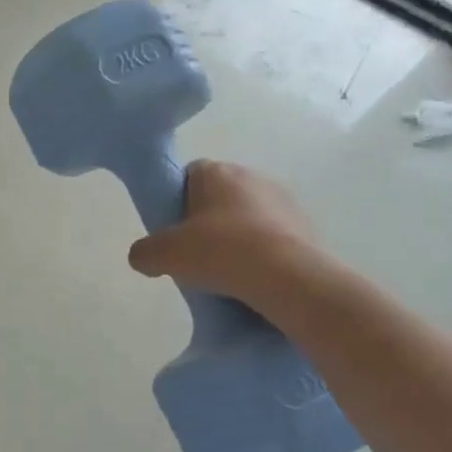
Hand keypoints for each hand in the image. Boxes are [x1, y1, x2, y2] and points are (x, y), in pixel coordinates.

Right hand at [127, 160, 327, 309]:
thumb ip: (144, 253)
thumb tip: (143, 257)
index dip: (177, 200)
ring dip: (238, 237)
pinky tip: (254, 279)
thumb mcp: (164, 256)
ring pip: (249, 216)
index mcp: (217, 172)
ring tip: (227, 272)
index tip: (173, 230)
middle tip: (196, 254)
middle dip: (207, 221)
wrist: (289, 278)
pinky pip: (274, 237)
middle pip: (219, 196)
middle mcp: (252, 176)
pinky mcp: (308, 226)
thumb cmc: (220, 252)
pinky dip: (263, 253)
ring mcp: (285, 200)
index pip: (189, 174)